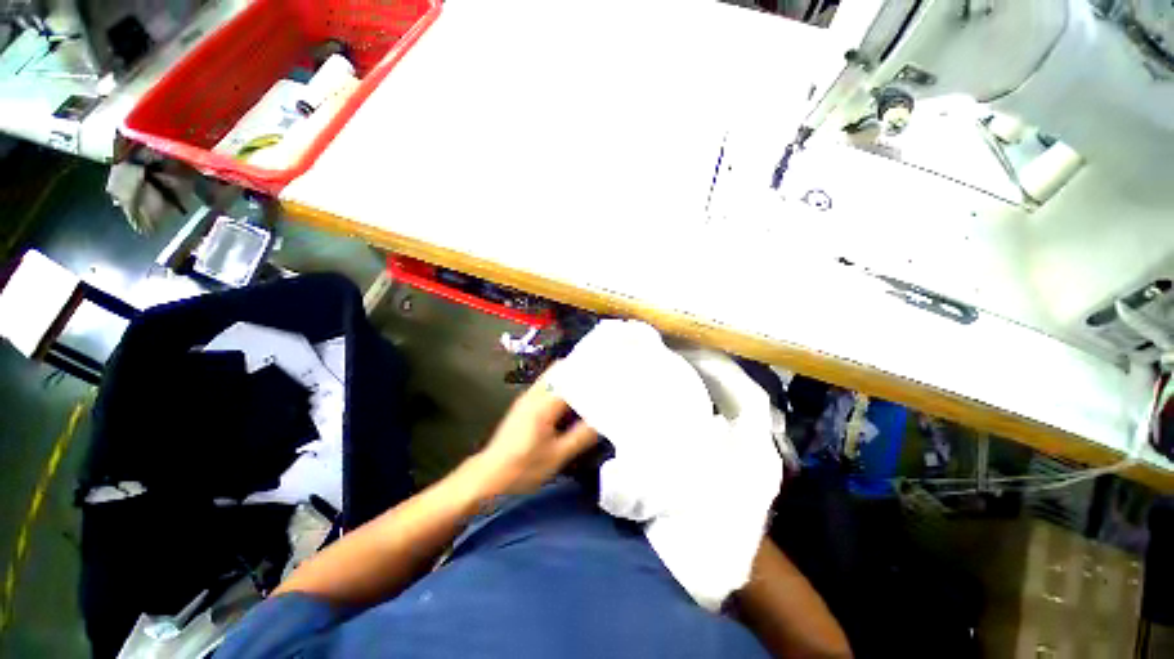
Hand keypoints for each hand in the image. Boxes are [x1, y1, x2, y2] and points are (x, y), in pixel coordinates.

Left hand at [472, 372, 598, 496]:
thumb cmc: (523, 468)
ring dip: (571, 377)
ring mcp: (527, 397)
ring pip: (553, 376)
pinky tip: (573, 401)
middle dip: (581, 369)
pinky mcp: (524, 405)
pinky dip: (562, 386)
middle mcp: (534, 394)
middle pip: (560, 368)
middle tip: (602, 377)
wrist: (488, 476)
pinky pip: (547, 386)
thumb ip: (582, 436)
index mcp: (543, 403)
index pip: (571, 378)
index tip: (609, 376)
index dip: (591, 375)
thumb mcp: (557, 456)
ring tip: (592, 386)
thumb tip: (604, 420)